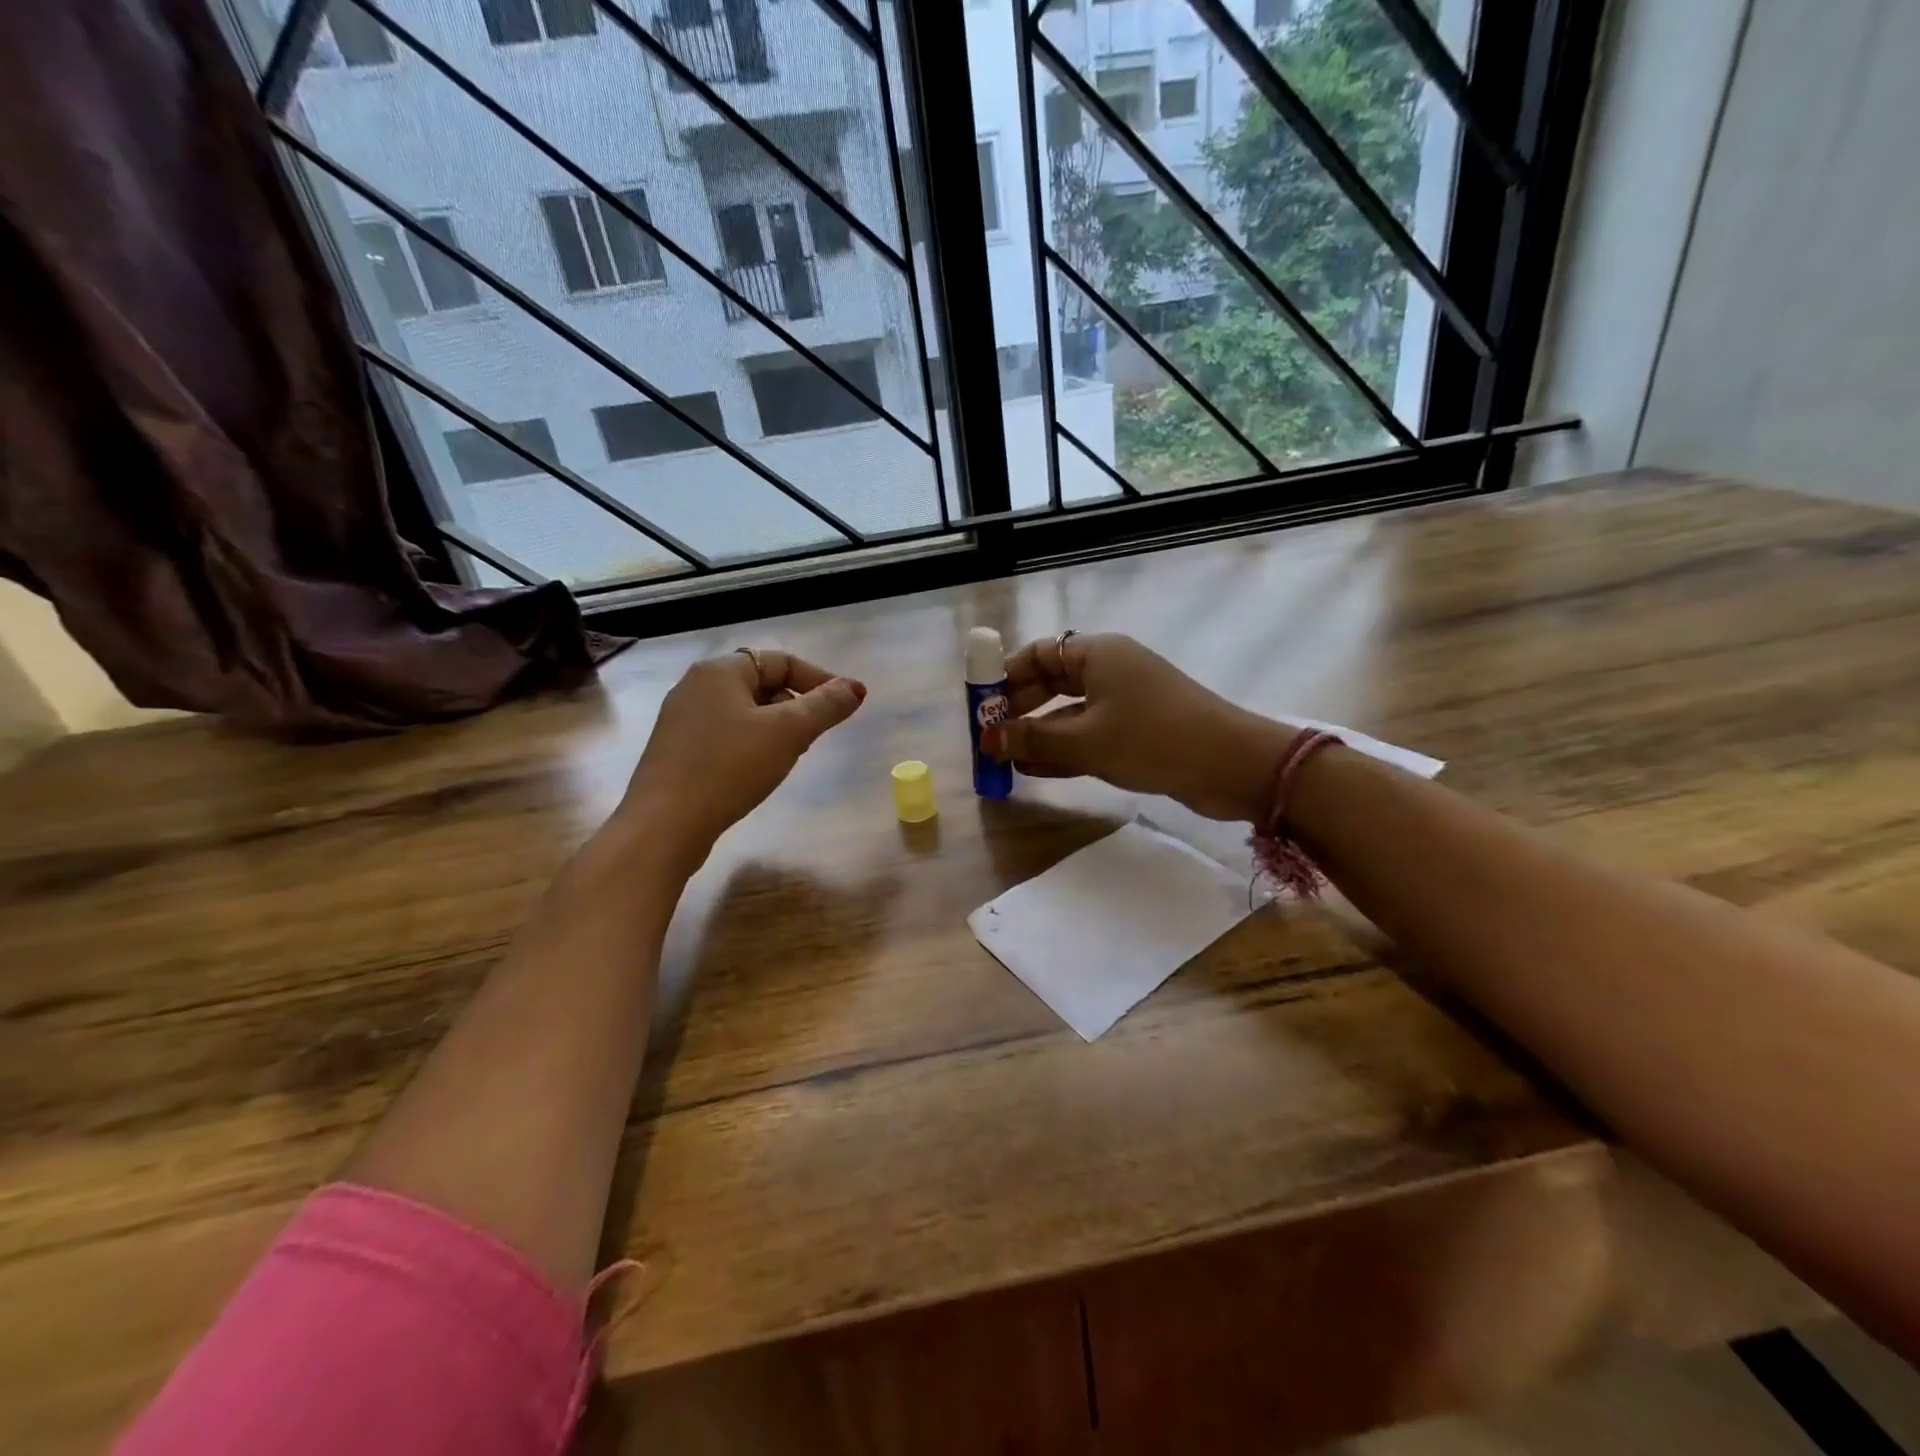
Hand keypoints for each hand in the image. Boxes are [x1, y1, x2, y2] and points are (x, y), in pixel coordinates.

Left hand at [620, 649, 865, 870]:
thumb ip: (825, 706)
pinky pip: (726, 734)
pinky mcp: (677, 750)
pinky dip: (751, 744)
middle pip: (762, 684)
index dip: (819, 679)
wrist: (665, 824)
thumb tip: (855, 687)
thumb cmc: (730, 767)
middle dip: (796, 705)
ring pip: (744, 711)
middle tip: (815, 736)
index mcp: (720, 671)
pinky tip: (758, 772)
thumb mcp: (788, 733)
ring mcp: (682, 719)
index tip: (844, 706)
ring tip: (791, 756)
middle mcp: (696, 686)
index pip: (781, 660)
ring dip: (775, 727)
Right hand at [983, 633, 1293, 822]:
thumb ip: (1032, 741)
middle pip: (1051, 682)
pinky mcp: (1136, 732)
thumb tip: (988, 742)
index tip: (981, 707)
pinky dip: (1062, 750)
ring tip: (1003, 760)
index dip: (1005, 677)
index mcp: (1098, 653)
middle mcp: (1109, 670)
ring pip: (1068, 713)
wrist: (1231, 765)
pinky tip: (1032, 771)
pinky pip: (1088, 735)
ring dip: (1037, 735)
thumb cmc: (1152, 738)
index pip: (1039, 654)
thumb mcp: (1086, 740)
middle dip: (1018, 710)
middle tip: (989, 738)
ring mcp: (1125, 702)